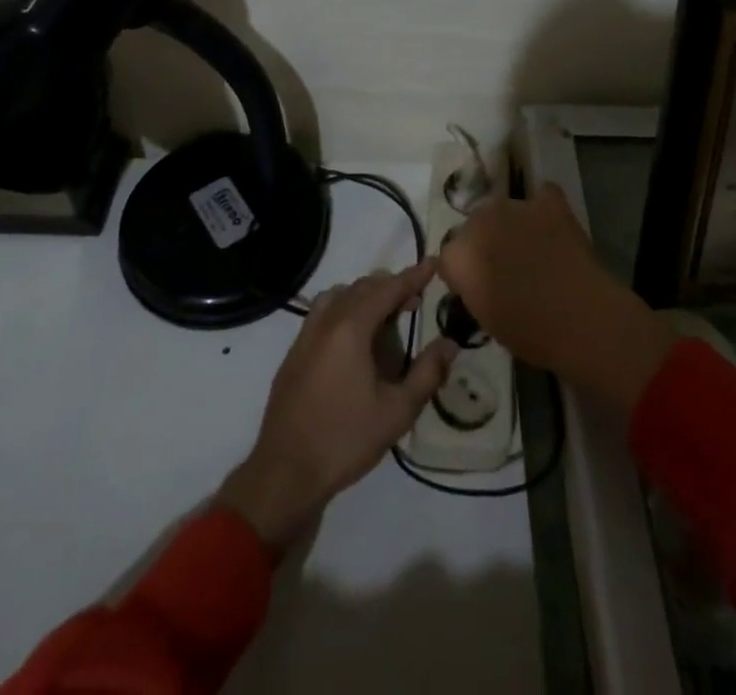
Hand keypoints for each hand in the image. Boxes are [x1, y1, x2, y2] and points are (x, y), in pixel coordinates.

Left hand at [219, 260, 455, 551]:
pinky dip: (345, 308)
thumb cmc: (345, 439)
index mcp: (351, 328)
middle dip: (391, 286)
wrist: (285, 472)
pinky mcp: (294, 353)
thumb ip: (427, 373)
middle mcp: (326, 321)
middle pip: (362, 287)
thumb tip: (450, 344)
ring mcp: (305, 335)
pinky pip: (324, 312)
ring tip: (387, 314)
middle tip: (415, 298)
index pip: (388, 289)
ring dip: (366, 295)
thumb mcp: (397, 411)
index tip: (433, 263)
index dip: (413, 276)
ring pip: (340, 296)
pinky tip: (356, 336)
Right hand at [439, 185, 673, 412]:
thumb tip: (476, 278)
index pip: (449, 255)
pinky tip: (553, 227)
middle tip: (505, 265)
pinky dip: (544, 209)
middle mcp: (478, 221)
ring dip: (511, 224)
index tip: (478, 286)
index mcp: (457, 254)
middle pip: (473, 225)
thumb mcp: (484, 317)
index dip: (463, 270)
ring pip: (503, 209)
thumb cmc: (528, 332)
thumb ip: (472, 288)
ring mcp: (514, 206)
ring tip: (532, 246)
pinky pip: (542, 196)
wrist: (579, 317)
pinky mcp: (547, 201)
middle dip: (484, 240)